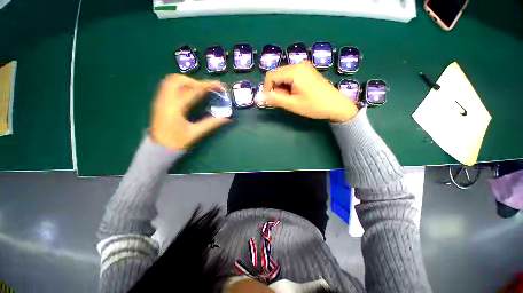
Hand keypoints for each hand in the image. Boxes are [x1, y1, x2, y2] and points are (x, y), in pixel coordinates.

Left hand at [150, 74, 230, 150]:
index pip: (193, 91)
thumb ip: (211, 123)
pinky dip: (180, 86)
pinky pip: (168, 86)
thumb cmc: (177, 142)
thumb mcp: (195, 133)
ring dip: (186, 82)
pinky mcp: (159, 102)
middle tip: (205, 90)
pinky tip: (188, 94)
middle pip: (177, 79)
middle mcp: (165, 100)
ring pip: (171, 81)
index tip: (219, 85)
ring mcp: (160, 100)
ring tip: (197, 91)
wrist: (159, 148)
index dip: (207, 86)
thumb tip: (227, 118)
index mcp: (175, 109)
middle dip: (194, 81)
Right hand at [261, 62, 358, 122]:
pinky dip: (289, 86)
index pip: (271, 76)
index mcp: (295, 71)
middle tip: (284, 101)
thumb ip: (274, 100)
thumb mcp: (292, 104)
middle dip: (276, 89)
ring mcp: (304, 67)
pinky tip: (296, 94)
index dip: (267, 89)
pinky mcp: (307, 71)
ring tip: (291, 99)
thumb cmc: (315, 106)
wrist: (337, 106)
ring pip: (283, 76)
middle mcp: (299, 64)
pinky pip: (291, 76)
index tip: (271, 101)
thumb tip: (257, 98)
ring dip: (282, 88)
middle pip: (277, 74)